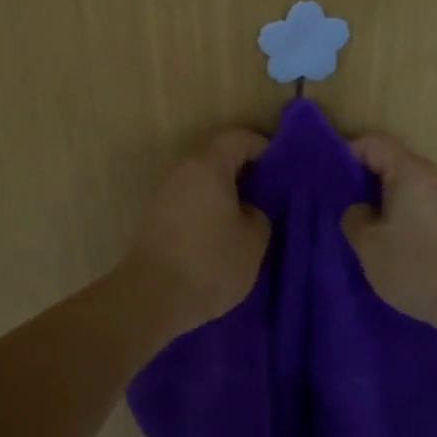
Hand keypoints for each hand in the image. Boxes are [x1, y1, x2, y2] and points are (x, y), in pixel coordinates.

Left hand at [122, 129, 271, 336]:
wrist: (151, 298)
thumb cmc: (210, 262)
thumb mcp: (254, 239)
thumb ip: (260, 213)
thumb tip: (248, 209)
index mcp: (208, 164)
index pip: (241, 138)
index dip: (266, 150)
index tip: (284, 174)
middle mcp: (182, 170)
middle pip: (219, 157)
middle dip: (247, 173)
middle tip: (271, 196)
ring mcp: (164, 193)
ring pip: (203, 181)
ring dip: (226, 194)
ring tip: (250, 219)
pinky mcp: (155, 218)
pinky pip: (190, 201)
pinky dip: (209, 210)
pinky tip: (224, 235)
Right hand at [343, 133, 436, 336]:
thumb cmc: (415, 266)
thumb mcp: (367, 243)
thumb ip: (353, 216)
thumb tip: (360, 209)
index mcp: (409, 171)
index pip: (373, 143)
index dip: (345, 153)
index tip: (326, 178)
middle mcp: (431, 176)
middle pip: (390, 161)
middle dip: (361, 178)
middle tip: (337, 202)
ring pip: (404, 184)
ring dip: (379, 198)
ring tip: (359, 223)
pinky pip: (417, 202)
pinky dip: (398, 211)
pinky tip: (386, 238)